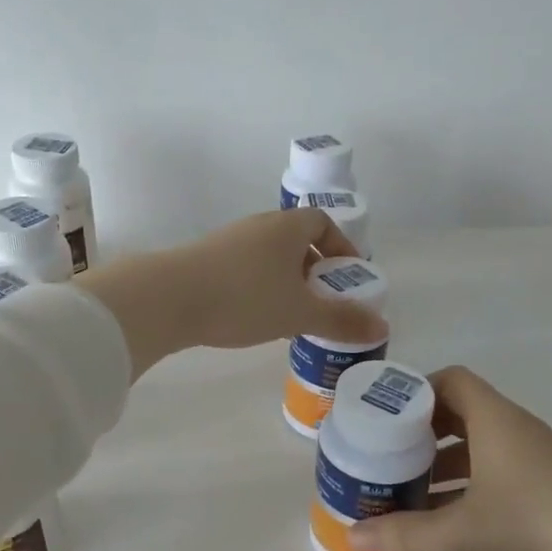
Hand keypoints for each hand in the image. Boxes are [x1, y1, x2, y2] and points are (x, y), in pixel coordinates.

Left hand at [78, 209, 388, 376]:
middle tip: (322, 299)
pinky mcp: (205, 259)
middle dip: (314, 268)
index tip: (348, 276)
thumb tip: (383, 328)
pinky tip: (254, 317)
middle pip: (296, 239)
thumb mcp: (299, 313)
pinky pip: (245, 267)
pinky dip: (259, 286)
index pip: (322, 222)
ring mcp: (228, 240)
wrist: (168, 298)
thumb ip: (341, 320)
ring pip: (269, 255)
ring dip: (286, 279)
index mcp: (286, 227)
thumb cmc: (245, 298)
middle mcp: (258, 226)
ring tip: (291, 313)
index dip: (340, 246)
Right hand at [353, 366, 551, 550]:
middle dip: (423, 434)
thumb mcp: (462, 532)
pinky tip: (451, 521)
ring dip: (445, 464)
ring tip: (410, 494)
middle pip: (462, 413)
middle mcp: (517, 429)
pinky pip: (499, 472)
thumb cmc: (536, 528)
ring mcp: (539, 459)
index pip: (451, 379)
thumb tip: (351, 536)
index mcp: (496, 419)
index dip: (417, 392)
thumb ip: (404, 532)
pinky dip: (471, 486)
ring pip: (481, 447)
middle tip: (388, 459)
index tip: (385, 420)